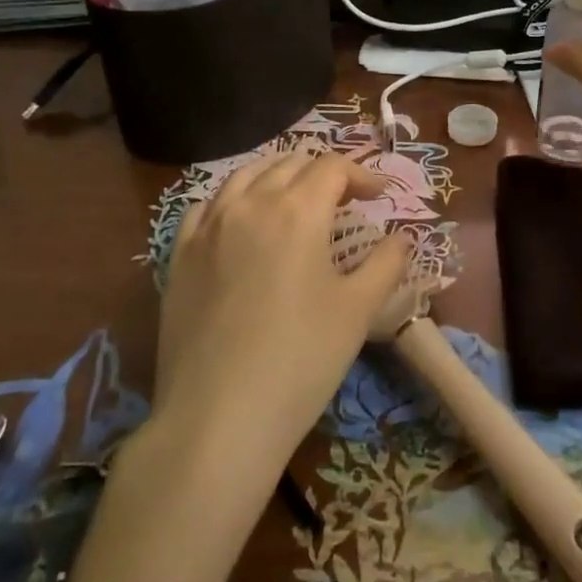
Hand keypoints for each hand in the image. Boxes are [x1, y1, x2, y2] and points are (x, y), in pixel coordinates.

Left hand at [155, 150, 412, 472]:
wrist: (218, 417)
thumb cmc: (301, 359)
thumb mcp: (358, 310)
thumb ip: (386, 263)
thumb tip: (402, 237)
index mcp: (297, 211)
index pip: (332, 167)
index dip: (361, 173)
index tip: (379, 194)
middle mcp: (249, 204)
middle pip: (289, 164)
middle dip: (322, 171)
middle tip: (343, 196)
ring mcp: (207, 227)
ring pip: (245, 175)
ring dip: (277, 175)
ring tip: (294, 196)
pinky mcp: (179, 255)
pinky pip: (206, 206)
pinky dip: (233, 199)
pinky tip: (240, 219)